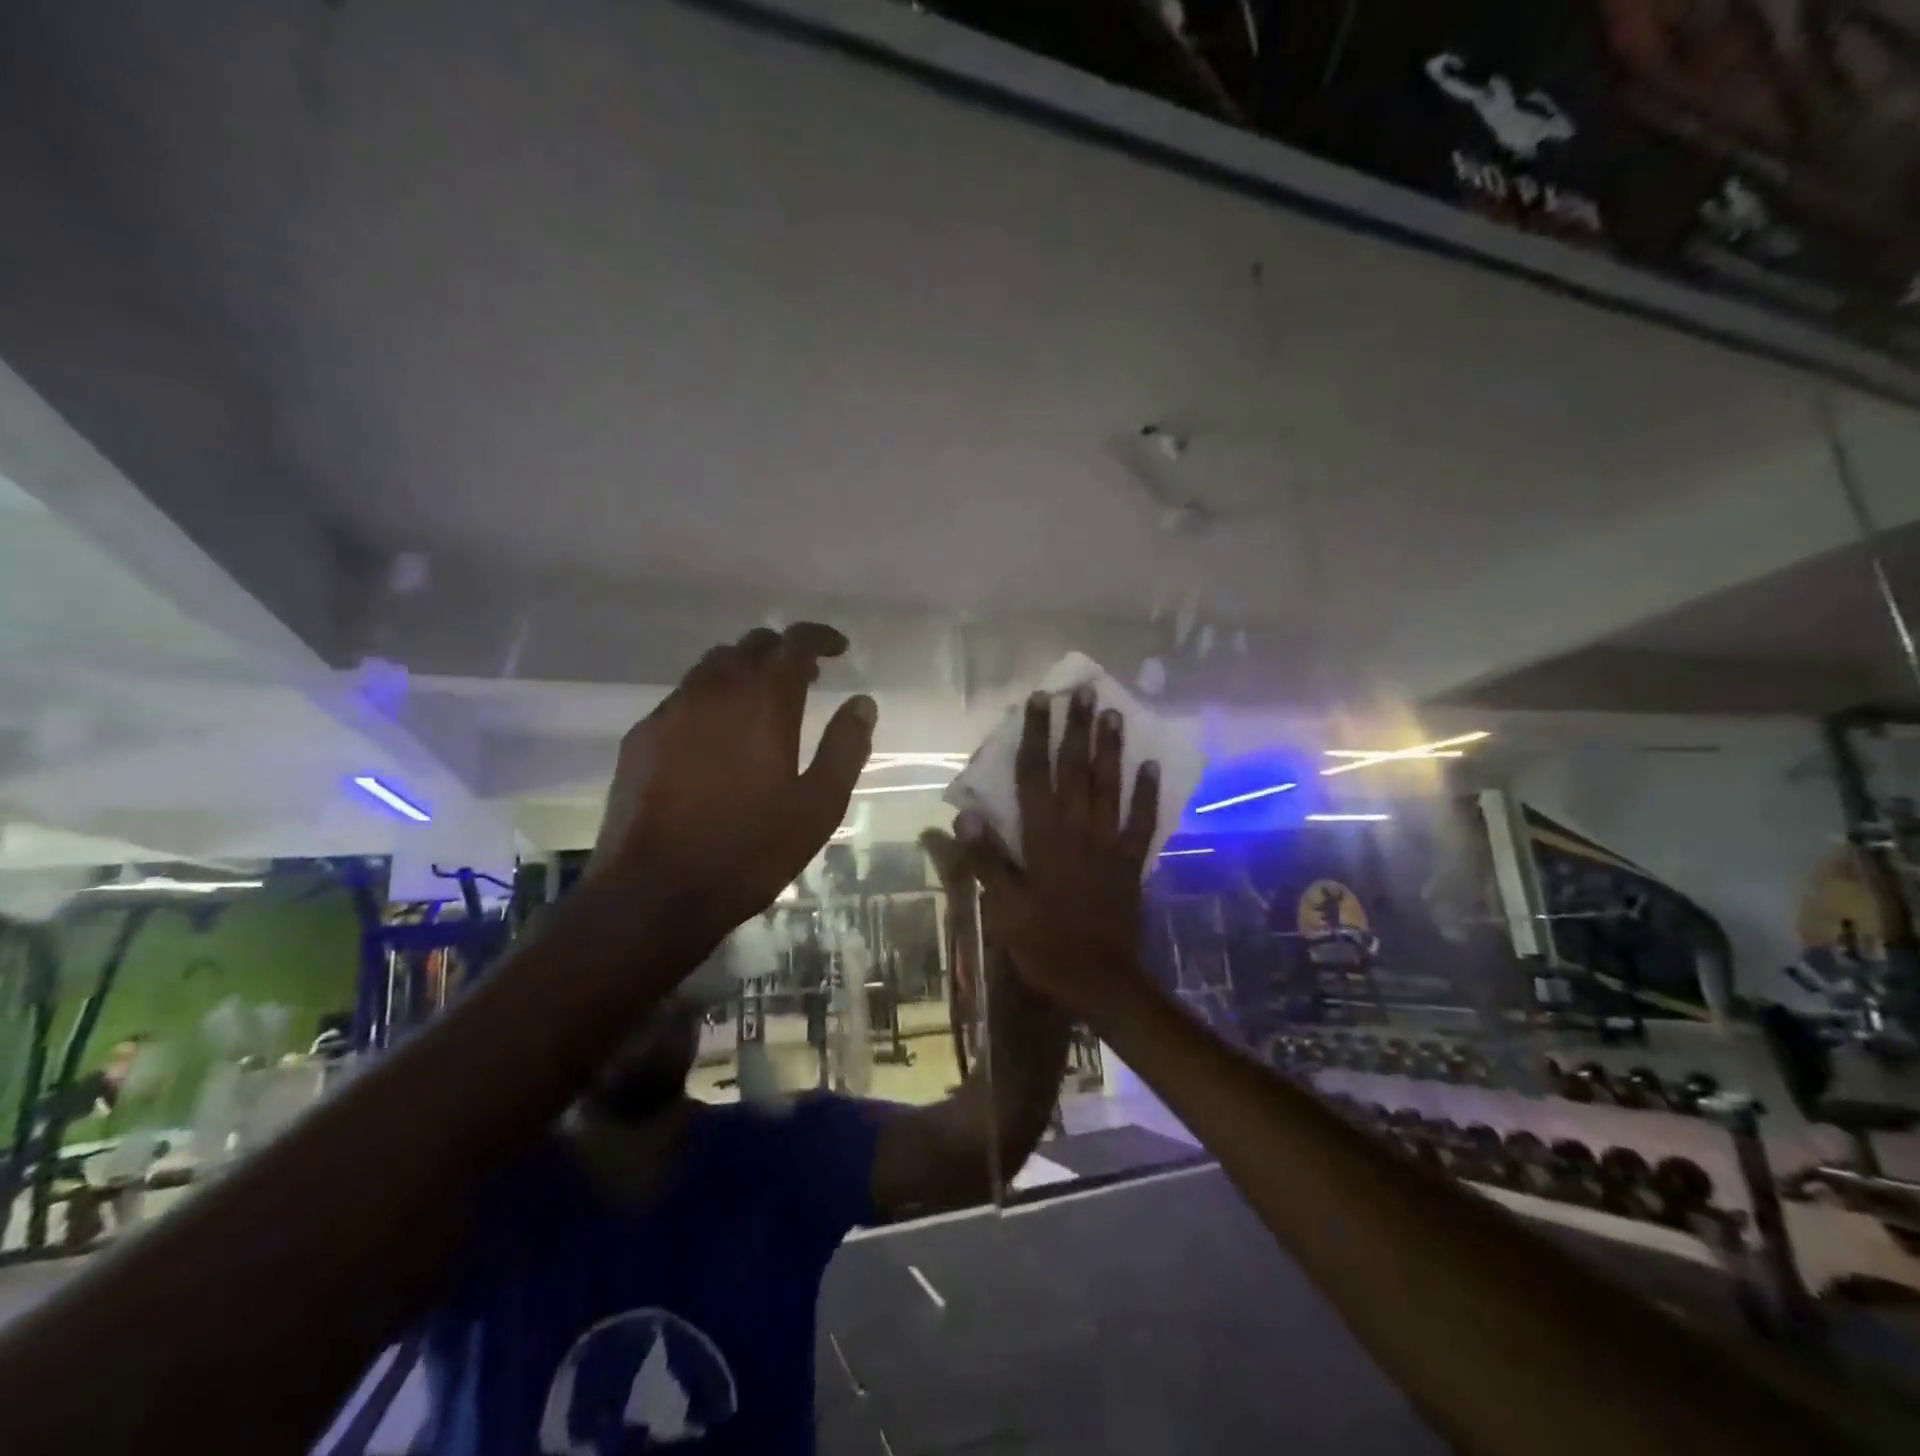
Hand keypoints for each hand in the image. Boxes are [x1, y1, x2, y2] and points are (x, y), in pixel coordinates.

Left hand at [592, 622, 875, 957]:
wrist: (655, 892)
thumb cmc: (750, 849)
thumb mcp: (818, 805)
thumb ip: (845, 747)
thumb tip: (863, 703)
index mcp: (762, 701)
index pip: (793, 642)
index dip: (819, 637)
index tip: (838, 648)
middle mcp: (713, 691)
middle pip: (750, 645)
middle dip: (782, 652)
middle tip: (806, 678)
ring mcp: (670, 711)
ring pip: (711, 666)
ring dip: (744, 671)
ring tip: (761, 703)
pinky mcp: (640, 737)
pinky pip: (682, 698)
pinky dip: (710, 699)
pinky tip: (716, 737)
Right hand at [962, 686, 1157, 1018]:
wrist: (1101, 979)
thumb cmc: (1045, 943)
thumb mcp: (1004, 908)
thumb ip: (986, 860)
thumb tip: (965, 814)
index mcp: (1043, 838)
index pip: (1035, 776)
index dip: (1035, 735)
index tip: (1039, 701)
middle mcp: (1077, 830)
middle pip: (1076, 770)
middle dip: (1077, 728)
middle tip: (1083, 691)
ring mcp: (1109, 843)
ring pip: (1110, 786)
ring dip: (1110, 748)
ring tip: (1113, 712)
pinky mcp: (1131, 860)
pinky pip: (1142, 820)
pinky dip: (1147, 792)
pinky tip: (1150, 764)